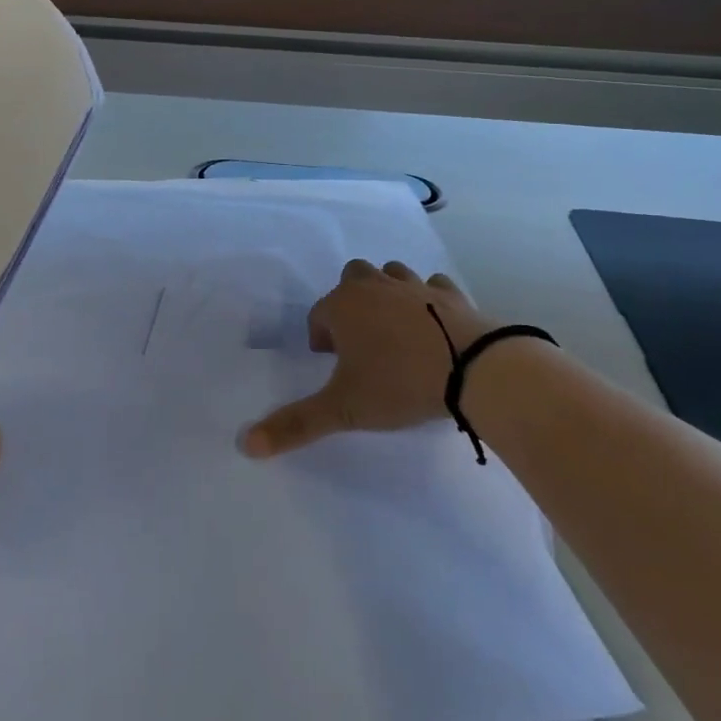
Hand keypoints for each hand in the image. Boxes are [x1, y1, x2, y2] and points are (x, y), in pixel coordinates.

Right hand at [243, 260, 496, 458]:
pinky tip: (434, 325)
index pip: (318, 314)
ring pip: (390, 275)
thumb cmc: (399, 384)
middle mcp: (374, 286)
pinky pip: (432, 287)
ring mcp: (415, 286)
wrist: (474, 369)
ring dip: (386, 296)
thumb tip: (246, 444)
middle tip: (360, 342)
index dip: (320, 338)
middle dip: (349, 304)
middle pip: (351, 278)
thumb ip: (295, 425)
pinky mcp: (451, 294)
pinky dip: (427, 300)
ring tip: (394, 332)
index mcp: (343, 306)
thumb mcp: (343, 409)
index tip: (331, 364)